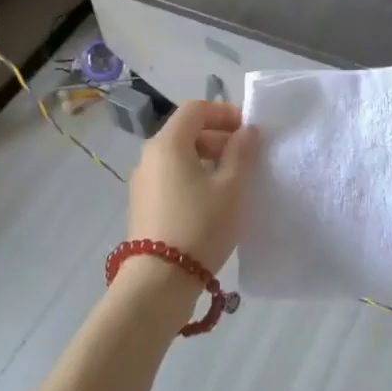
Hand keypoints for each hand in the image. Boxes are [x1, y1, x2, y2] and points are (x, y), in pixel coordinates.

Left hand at [127, 100, 258, 274]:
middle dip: (219, 137)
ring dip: (208, 159)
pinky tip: (213, 202)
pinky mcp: (143, 204)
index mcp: (168, 143)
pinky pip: (172, 177)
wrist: (159, 281)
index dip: (225, 113)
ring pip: (179, 156)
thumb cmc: (200, 225)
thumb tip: (247, 131)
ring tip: (234, 182)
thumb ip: (242, 152)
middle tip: (247, 158)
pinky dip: (194, 177)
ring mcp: (143, 181)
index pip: (196, 109)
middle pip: (187, 131)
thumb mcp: (231, 187)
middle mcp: (150, 155)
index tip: (249, 132)